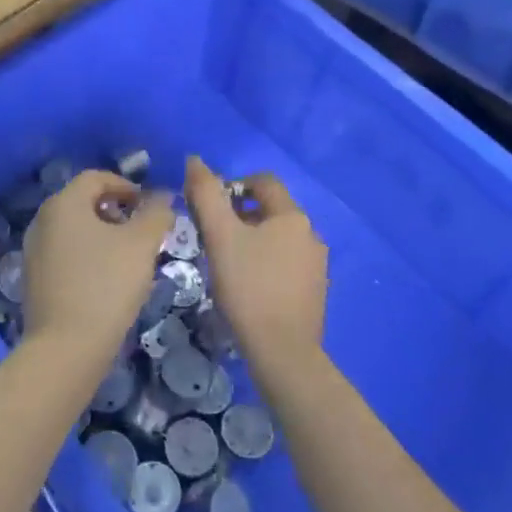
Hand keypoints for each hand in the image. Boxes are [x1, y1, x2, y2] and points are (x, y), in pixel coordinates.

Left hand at [21, 171, 172, 360]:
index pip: (96, 177)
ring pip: (75, 230)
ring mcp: (34, 251)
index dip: (126, 185)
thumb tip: (162, 198)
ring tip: (130, 258)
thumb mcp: (142, 244)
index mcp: (63, 204)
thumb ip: (156, 214)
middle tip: (143, 232)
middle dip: (116, 211)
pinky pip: (66, 254)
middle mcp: (42, 221)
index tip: (149, 206)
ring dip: (103, 235)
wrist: (66, 348)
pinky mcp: (34, 280)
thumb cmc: (106, 285)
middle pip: (83, 202)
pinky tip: (107, 281)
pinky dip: (88, 256)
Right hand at [184, 156, 327, 372]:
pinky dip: (266, 264)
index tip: (211, 208)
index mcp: (292, 216)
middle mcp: (311, 233)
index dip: (233, 185)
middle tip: (213, 238)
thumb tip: (194, 160)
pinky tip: (249, 288)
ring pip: (279, 238)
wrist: (282, 352)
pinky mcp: (315, 291)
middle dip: (240, 216)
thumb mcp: (219, 236)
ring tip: (228, 264)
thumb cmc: (248, 287)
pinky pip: (287, 263)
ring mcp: (317, 264)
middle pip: (271, 210)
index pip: (263, 181)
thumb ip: (206, 194)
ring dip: (253, 241)